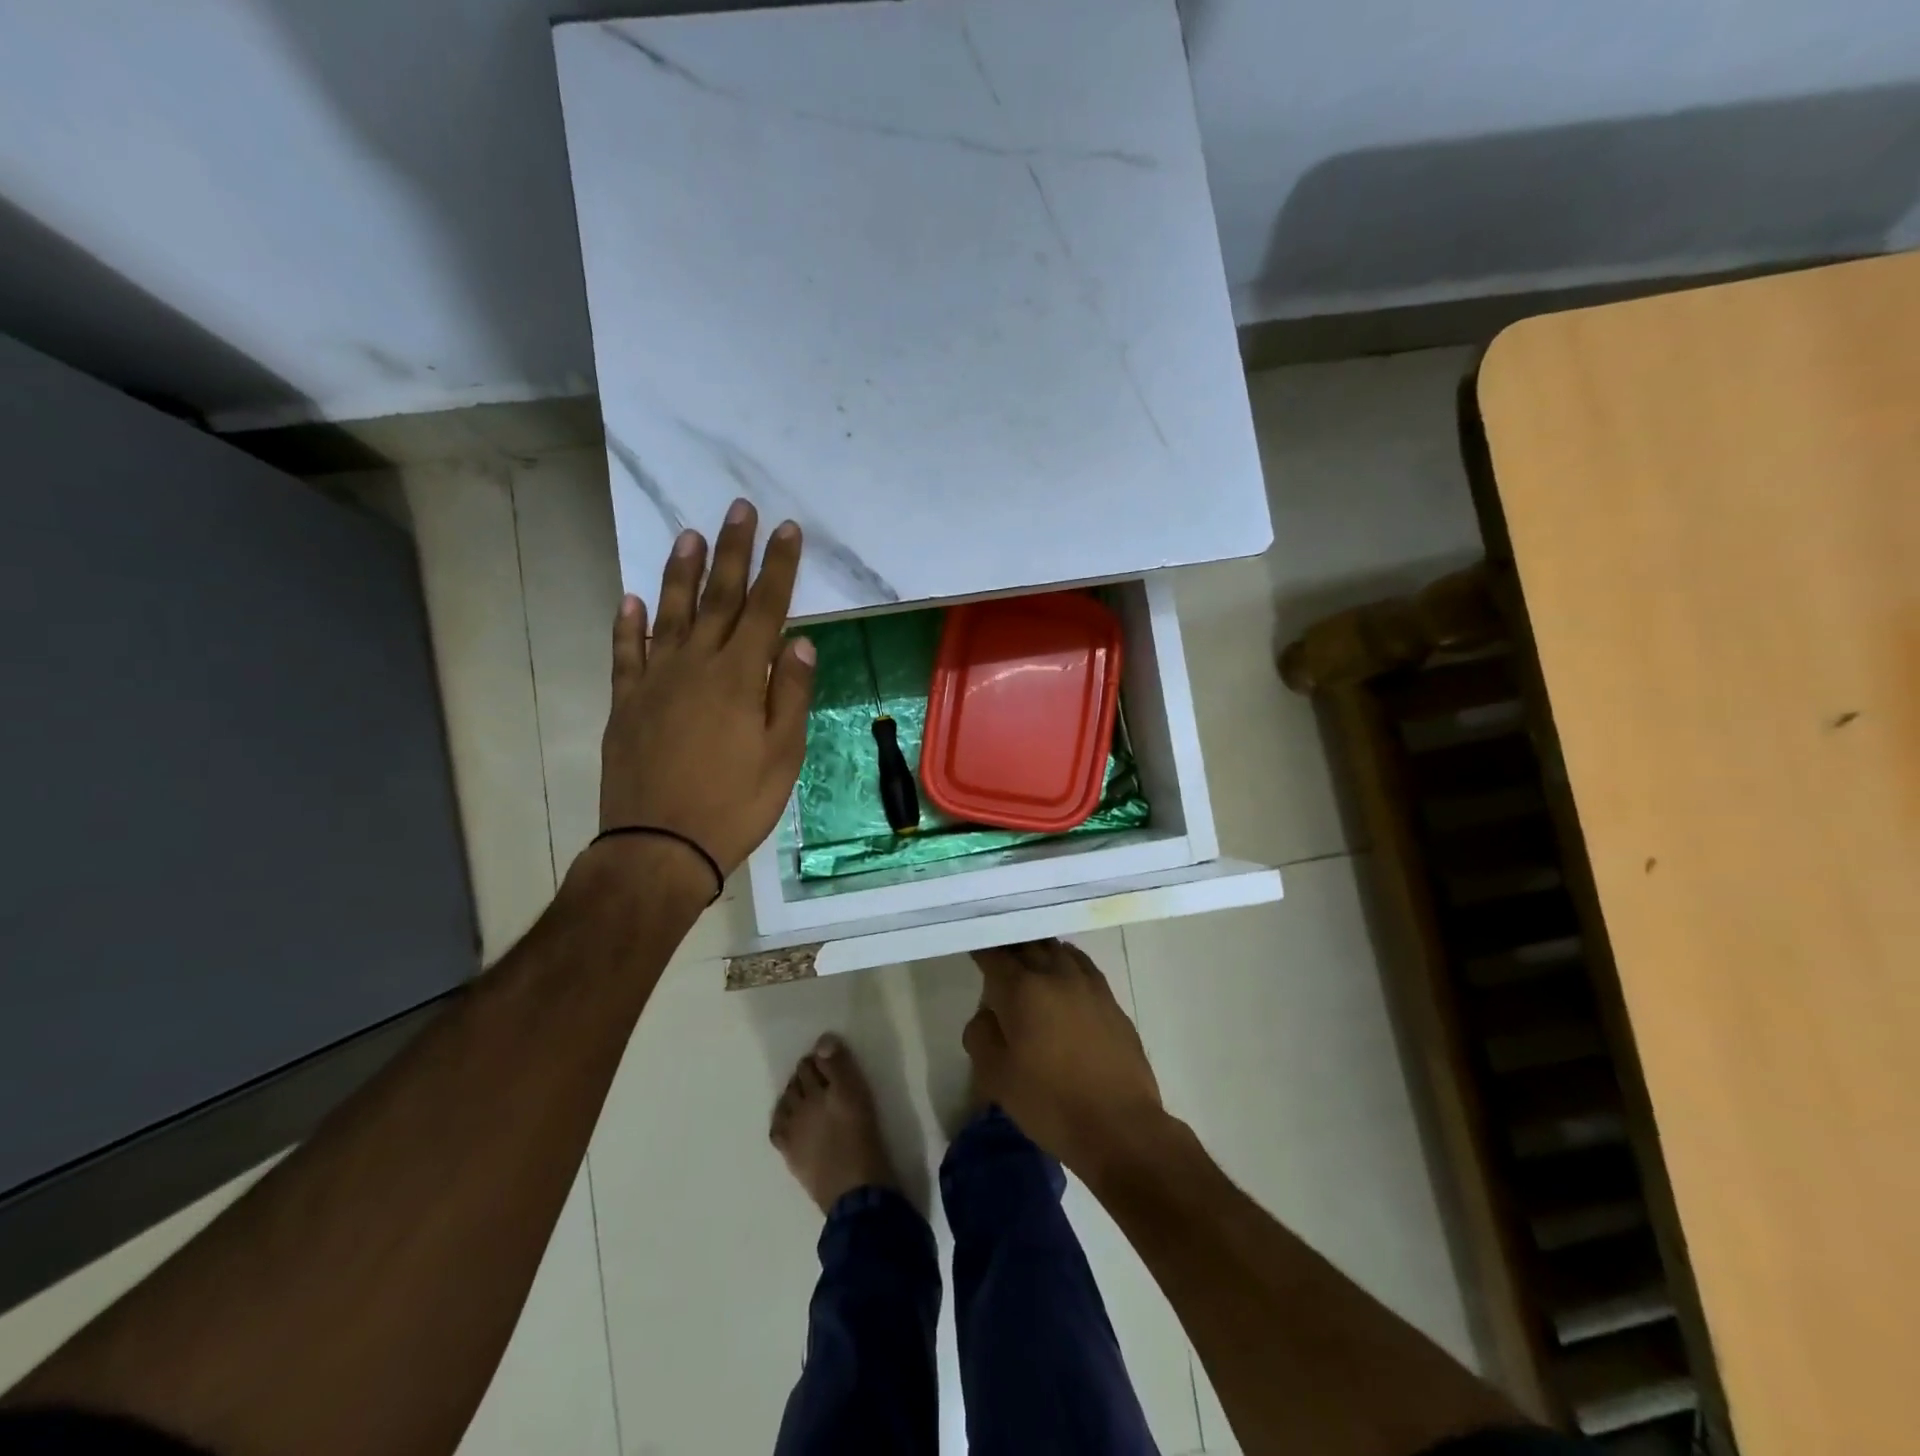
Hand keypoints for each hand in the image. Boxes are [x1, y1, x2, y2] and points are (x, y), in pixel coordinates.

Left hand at [598, 499, 813, 876]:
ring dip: (680, 572)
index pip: (766, 608)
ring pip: (668, 613)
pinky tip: (629, 599)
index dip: (779, 567)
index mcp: (740, 677)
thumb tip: (799, 643)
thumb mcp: (782, 756)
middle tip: (739, 509)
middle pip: (719, 598)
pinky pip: (625, 653)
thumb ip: (790, 696)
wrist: (659, 846)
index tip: (786, 529)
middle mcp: (695, 665)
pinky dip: (627, 623)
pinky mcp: (625, 702)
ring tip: (688, 536)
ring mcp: (655, 681)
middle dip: (733, 551)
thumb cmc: (734, 804)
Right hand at [964, 939, 1164, 1173]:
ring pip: (1056, 948)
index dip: (980, 950)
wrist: (1119, 1125)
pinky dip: (1065, 959)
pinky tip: (1062, 972)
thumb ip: (981, 1034)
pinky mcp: (1110, 998)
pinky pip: (1081, 963)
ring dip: (1037, 949)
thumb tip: (988, 1013)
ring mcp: (1087, 983)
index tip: (972, 950)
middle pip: (1026, 945)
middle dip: (1008, 946)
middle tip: (996, 954)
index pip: (994, 955)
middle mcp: (1055, 974)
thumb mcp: (996, 1077)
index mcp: (1022, 989)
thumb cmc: (1050, 1102)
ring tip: (1027, 959)